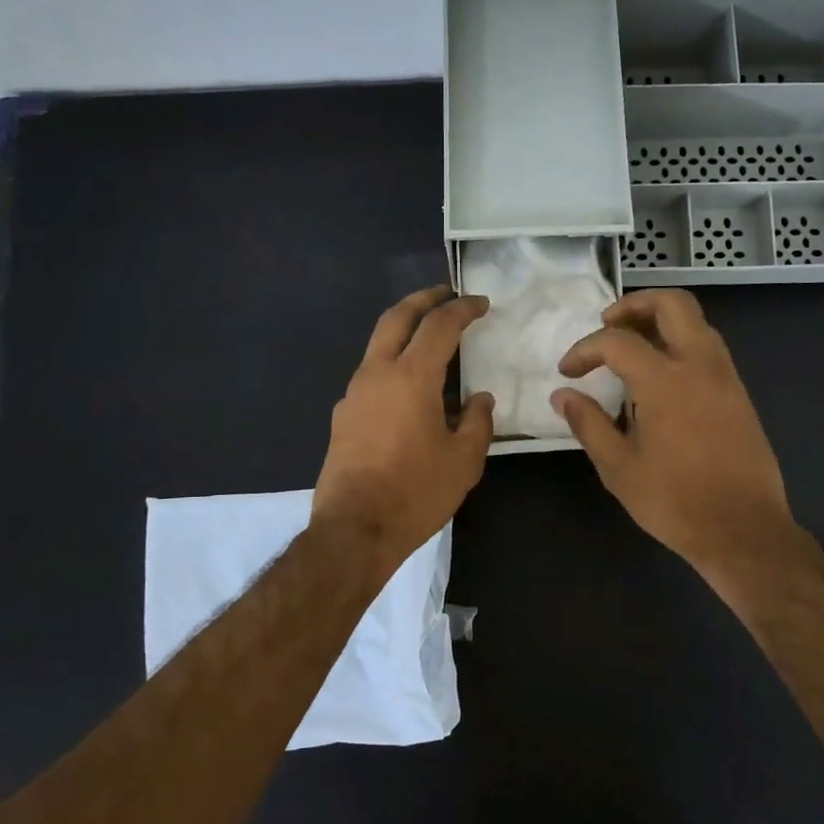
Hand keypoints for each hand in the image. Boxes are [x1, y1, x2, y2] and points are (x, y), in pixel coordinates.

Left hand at [313, 286, 495, 579]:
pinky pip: (371, 375)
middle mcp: (376, 374)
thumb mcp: (463, 460)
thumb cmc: (415, 493)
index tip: (480, 303)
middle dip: (422, 299)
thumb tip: (479, 399)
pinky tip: (410, 388)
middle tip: (445, 293)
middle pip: (396, 318)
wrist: (354, 530)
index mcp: (410, 377)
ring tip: (430, 339)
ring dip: (404, 331)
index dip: (462, 309)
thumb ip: (476, 422)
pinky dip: (393, 364)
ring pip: (378, 344)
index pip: (439, 326)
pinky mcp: (343, 416)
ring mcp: (353, 394)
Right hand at [553, 289, 793, 580]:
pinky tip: (662, 376)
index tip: (568, 372)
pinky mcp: (739, 394)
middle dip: (634, 304)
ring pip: (696, 322)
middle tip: (607, 325)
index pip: (617, 341)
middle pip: (672, 303)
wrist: (743, 530)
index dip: (584, 349)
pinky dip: (681, 342)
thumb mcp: (619, 468)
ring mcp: (726, 377)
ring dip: (661, 321)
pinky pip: (709, 347)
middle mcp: (700, 365)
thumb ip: (588, 424)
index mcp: (665, 381)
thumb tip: (563, 395)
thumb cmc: (675, 502)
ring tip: (632, 347)